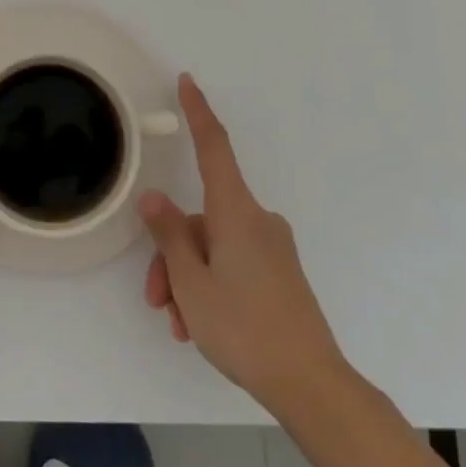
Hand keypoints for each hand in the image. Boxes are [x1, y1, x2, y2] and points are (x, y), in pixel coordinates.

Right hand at [140, 74, 346, 404]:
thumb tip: (154, 197)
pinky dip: (210, 285)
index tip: (188, 81)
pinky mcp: (279, 273)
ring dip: (188, 278)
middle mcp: (256, 220)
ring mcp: (271, 247)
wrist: (311, 385)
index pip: (213, 147)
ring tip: (179, 323)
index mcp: (235, 212)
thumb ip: (169, 234)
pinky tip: (199, 326)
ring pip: (212, 246)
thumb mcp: (191, 282)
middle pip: (199, 217)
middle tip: (158, 300)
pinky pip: (232, 263)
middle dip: (171, 254)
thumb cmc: (244, 327)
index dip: (198, 112)